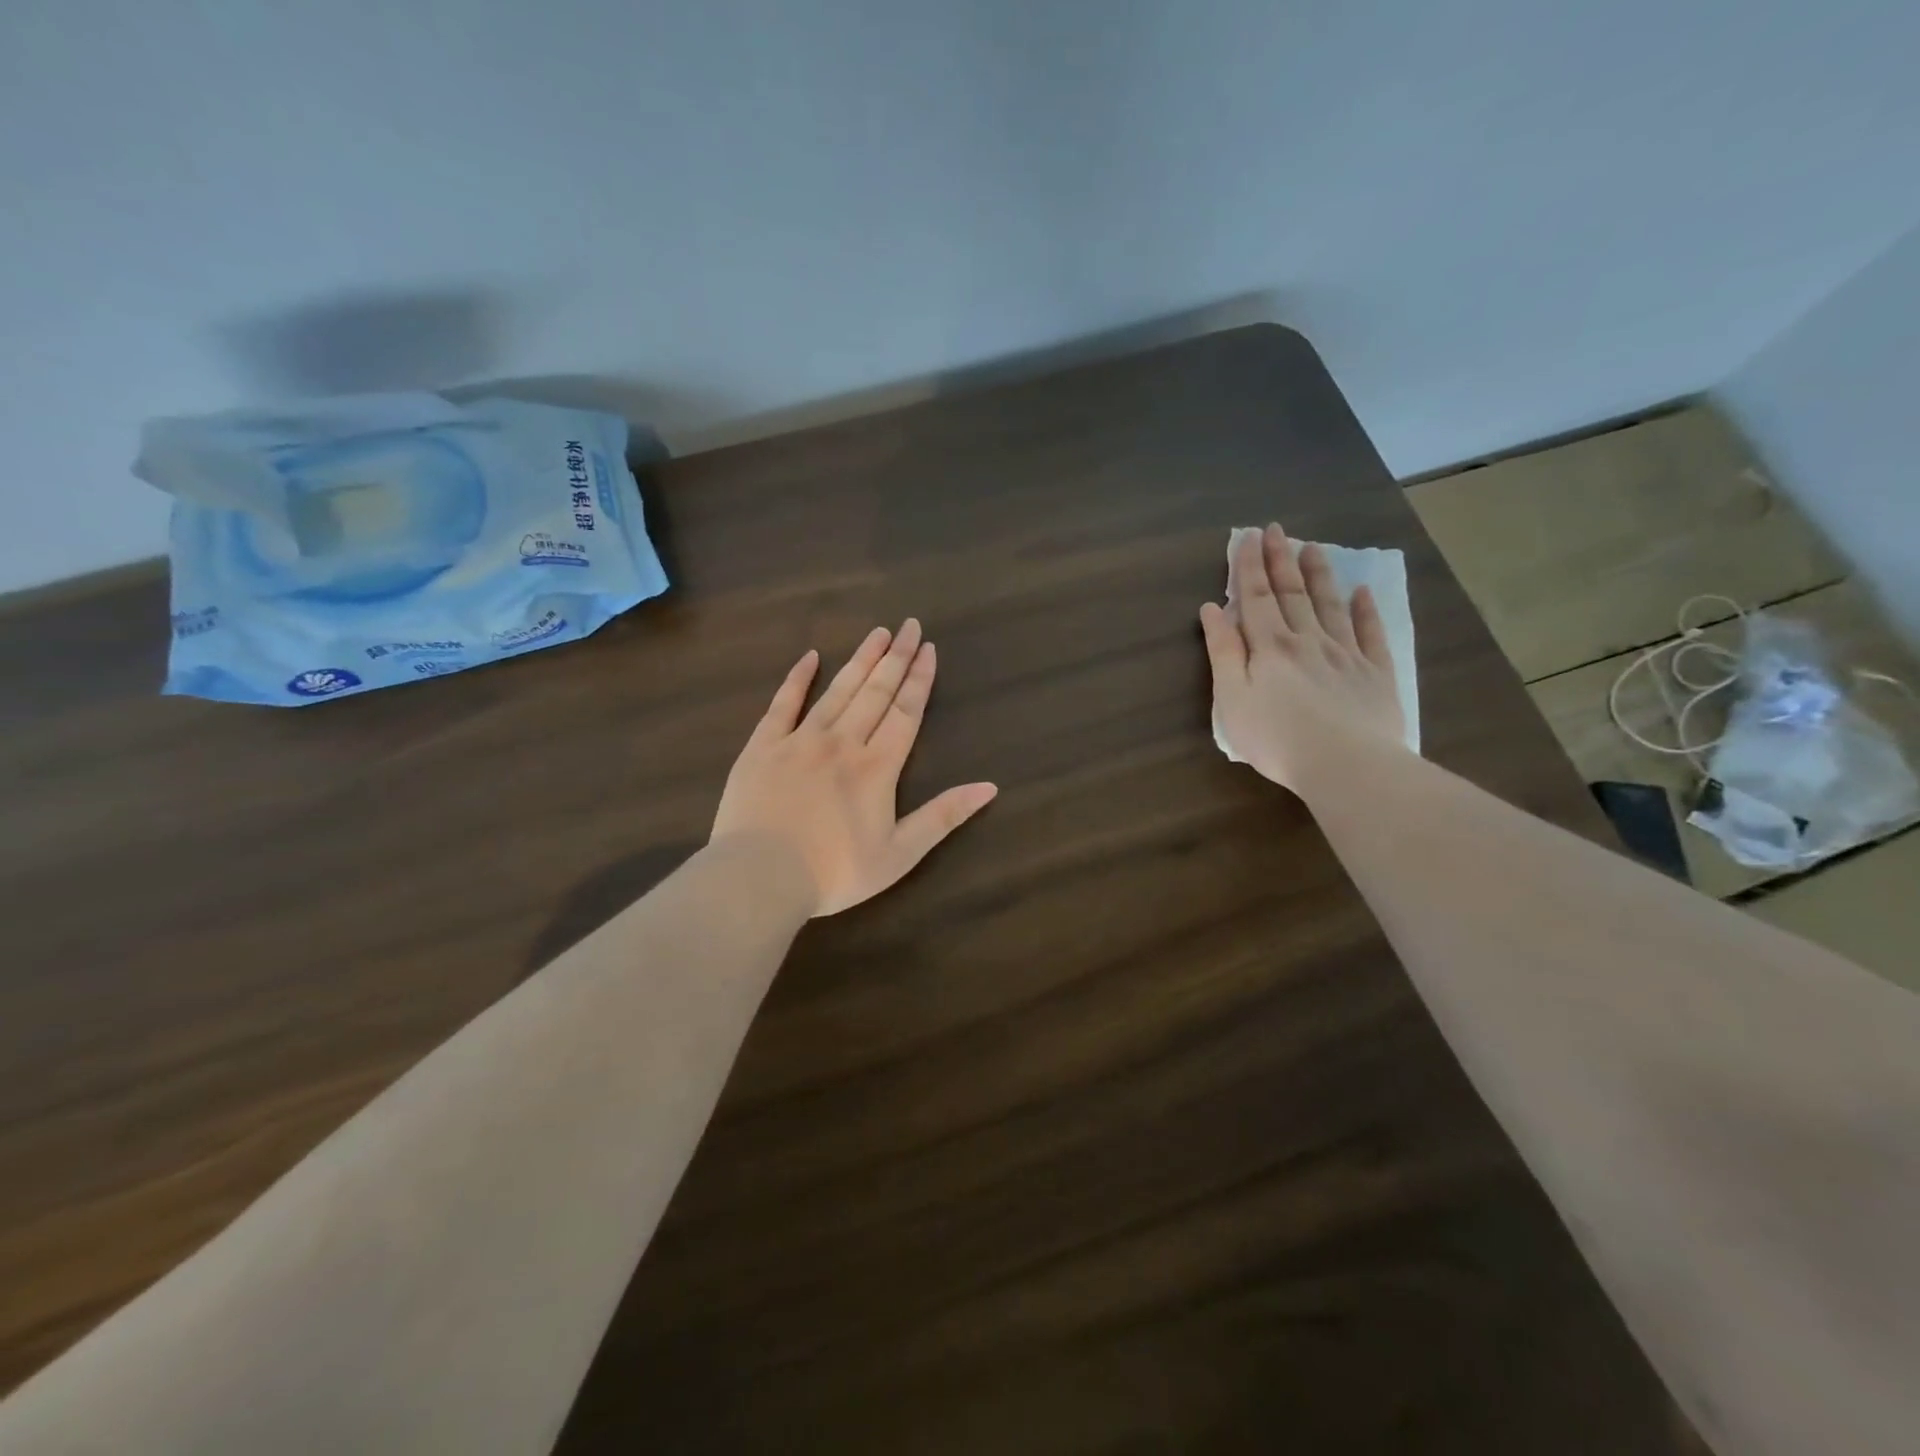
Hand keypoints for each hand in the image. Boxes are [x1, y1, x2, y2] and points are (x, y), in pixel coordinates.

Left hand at [711, 619, 998, 916]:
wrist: (760, 877)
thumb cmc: (834, 872)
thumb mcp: (900, 854)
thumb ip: (943, 816)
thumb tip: (990, 786)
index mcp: (877, 767)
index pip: (906, 712)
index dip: (919, 679)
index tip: (928, 648)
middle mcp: (842, 742)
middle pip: (876, 692)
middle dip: (896, 657)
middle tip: (909, 625)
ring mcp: (800, 740)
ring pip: (837, 690)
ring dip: (860, 660)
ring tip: (877, 632)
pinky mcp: (762, 747)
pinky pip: (782, 704)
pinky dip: (797, 679)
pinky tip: (810, 656)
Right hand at [1200, 523, 1406, 791]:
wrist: (1347, 765)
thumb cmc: (1277, 738)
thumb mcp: (1232, 699)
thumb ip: (1223, 652)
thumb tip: (1213, 609)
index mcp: (1270, 647)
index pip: (1255, 598)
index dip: (1249, 567)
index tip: (1248, 537)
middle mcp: (1308, 640)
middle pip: (1292, 594)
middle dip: (1280, 560)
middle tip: (1276, 530)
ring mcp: (1346, 654)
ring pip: (1330, 605)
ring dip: (1319, 575)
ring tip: (1312, 548)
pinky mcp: (1376, 673)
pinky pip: (1371, 633)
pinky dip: (1366, 610)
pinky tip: (1362, 593)